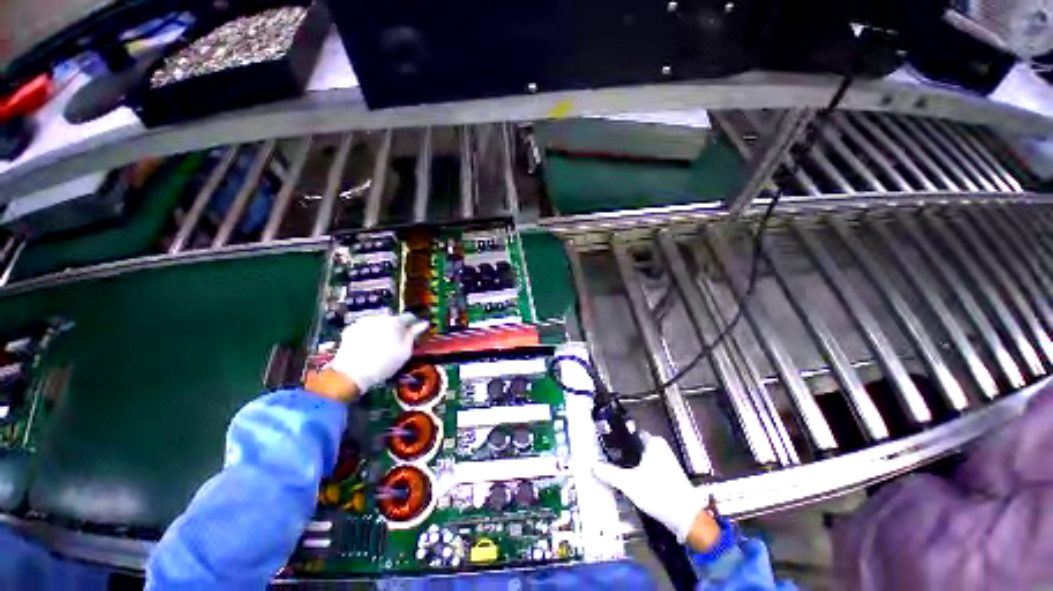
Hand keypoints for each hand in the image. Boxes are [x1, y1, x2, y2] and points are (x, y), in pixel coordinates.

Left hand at [321, 312, 428, 396]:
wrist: (352, 373)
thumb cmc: (383, 363)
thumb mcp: (405, 351)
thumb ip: (414, 335)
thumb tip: (423, 324)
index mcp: (395, 321)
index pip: (409, 317)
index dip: (413, 325)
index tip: (414, 333)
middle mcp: (379, 317)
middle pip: (393, 319)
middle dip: (396, 328)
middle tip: (397, 343)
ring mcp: (363, 322)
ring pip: (379, 323)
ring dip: (383, 330)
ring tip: (381, 346)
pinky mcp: (351, 329)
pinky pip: (365, 328)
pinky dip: (369, 334)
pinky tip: (369, 346)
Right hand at [593, 433, 717, 548]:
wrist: (686, 519)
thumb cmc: (658, 493)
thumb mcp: (629, 483)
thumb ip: (610, 473)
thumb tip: (593, 465)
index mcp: (652, 442)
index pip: (629, 432)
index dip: (616, 437)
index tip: (604, 443)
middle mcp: (660, 447)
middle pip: (634, 445)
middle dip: (621, 452)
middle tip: (607, 458)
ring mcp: (666, 460)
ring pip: (641, 457)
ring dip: (630, 463)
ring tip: (615, 470)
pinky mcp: (669, 474)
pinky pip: (648, 467)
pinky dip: (638, 471)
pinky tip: (630, 481)